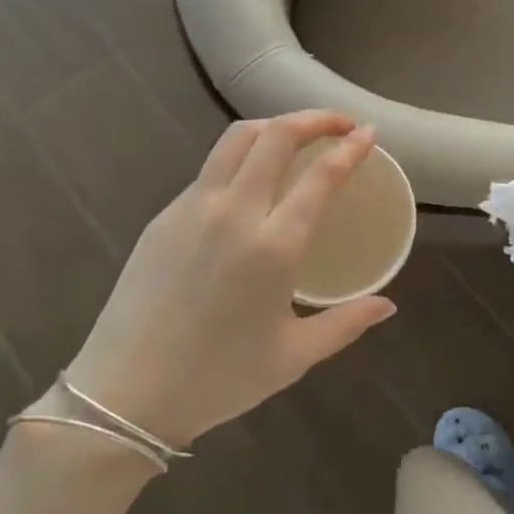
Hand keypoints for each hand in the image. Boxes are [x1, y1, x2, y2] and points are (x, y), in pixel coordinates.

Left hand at [57, 112, 397, 448]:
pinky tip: (249, 183)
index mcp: (273, 246)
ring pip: (237, 137)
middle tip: (339, 125)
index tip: (368, 133)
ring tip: (296, 138)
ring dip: (274, 126)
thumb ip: (346, 323)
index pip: (321, 176)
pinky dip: (241, 158)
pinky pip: (210, 168)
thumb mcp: (292, 357)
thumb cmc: (218, 379)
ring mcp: (194, 207)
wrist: (124, 394)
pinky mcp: (165, 214)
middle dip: (315, 119)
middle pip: (277, 135)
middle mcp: (235, 212)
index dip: (350, 148)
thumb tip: (388, 305)